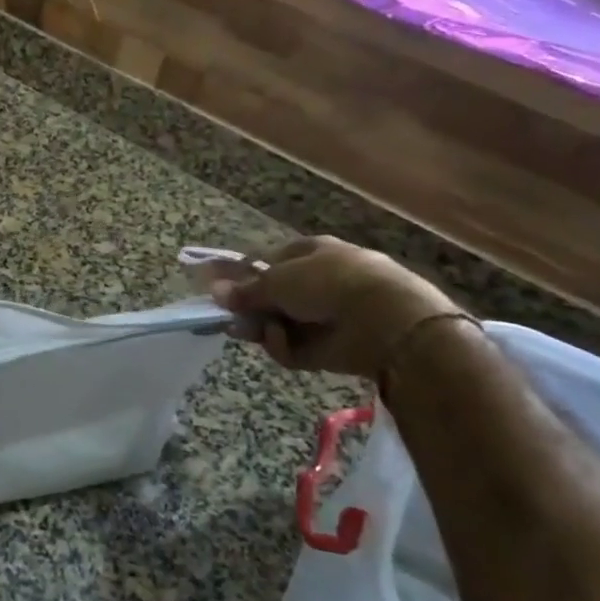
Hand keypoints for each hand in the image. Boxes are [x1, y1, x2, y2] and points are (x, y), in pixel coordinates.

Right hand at [202, 236, 457, 378]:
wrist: (385, 321)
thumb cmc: (328, 283)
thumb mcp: (276, 280)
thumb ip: (245, 290)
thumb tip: (214, 291)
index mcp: (310, 252)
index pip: (268, 262)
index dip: (243, 276)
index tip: (220, 292)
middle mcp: (318, 282)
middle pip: (272, 297)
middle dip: (250, 309)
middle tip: (231, 320)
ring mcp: (326, 316)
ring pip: (279, 324)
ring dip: (264, 329)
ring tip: (254, 332)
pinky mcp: (331, 348)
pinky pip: (296, 347)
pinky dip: (286, 347)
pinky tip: (283, 341)